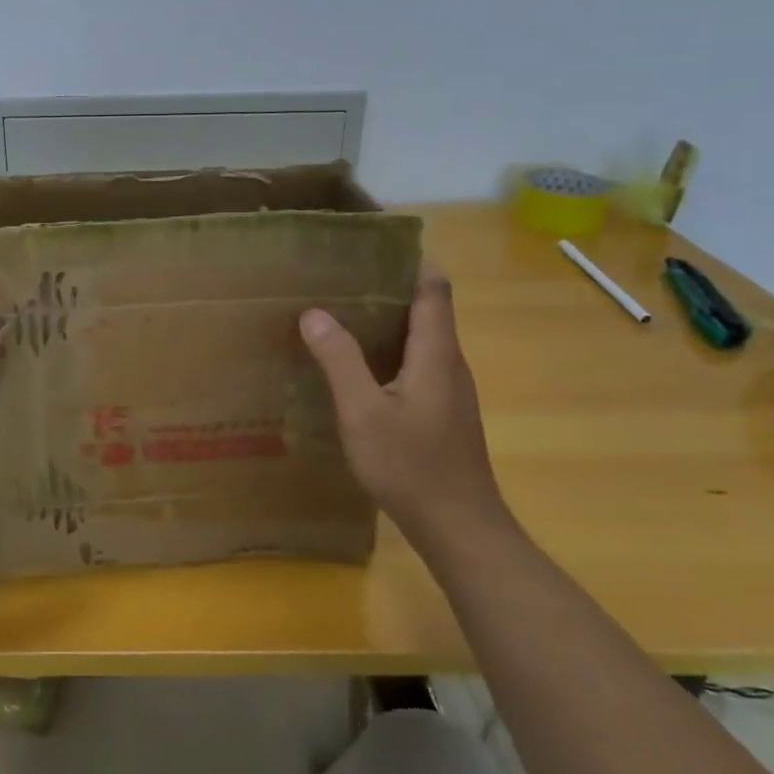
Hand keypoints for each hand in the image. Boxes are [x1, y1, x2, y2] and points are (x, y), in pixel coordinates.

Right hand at [300, 263, 512, 553]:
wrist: (459, 528)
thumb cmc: (411, 466)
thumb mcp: (363, 412)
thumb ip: (339, 360)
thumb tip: (314, 312)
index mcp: (436, 352)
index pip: (434, 288)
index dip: (411, 260)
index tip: (373, 245)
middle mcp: (449, 363)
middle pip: (428, 308)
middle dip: (389, 286)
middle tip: (341, 276)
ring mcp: (450, 390)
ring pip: (421, 338)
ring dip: (388, 320)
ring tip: (341, 313)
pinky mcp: (443, 412)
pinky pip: (417, 364)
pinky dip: (390, 351)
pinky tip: (358, 367)